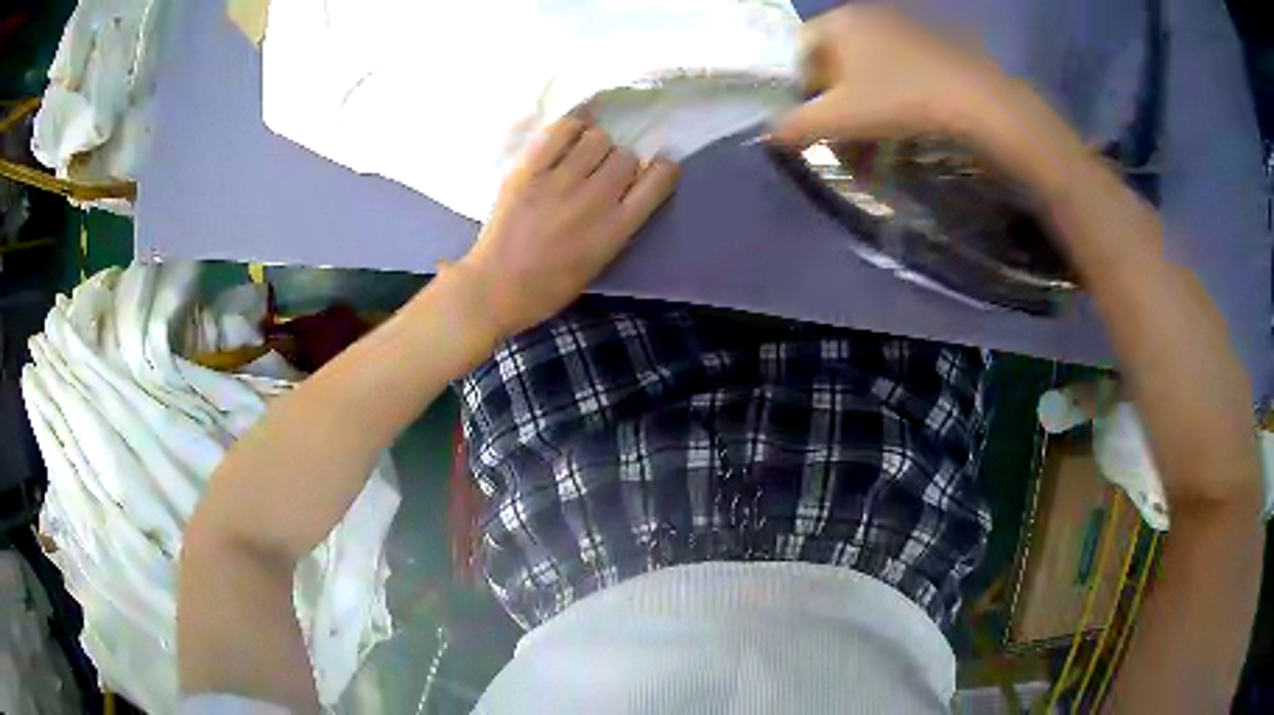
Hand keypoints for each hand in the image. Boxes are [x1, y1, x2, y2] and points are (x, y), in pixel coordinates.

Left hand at [457, 118, 679, 337]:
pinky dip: (570, 129)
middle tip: (602, 174)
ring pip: (598, 138)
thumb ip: (619, 222)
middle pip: (627, 155)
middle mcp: (595, 199)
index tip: (653, 170)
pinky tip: (566, 139)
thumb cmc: (549, 286)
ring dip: (595, 145)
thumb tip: (628, 188)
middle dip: (620, 162)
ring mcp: (560, 181)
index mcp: (617, 228)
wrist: (495, 287)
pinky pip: (561, 130)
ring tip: (581, 157)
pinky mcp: (529, 170)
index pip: (659, 179)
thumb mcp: (600, 261)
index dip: (661, 169)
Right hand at [771, 6, 1005, 146]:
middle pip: (834, 57)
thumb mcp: (841, 118)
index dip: (799, 86)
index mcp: (839, 20)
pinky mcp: (931, 42)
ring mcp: (903, 25)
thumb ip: (797, 125)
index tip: (813, 118)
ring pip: (867, 64)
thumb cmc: (900, 100)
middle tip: (845, 128)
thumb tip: (768, 134)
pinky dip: (892, 90)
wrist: (978, 102)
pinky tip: (905, 114)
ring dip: (864, 97)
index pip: (799, 49)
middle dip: (834, 95)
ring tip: (876, 129)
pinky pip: (897, 65)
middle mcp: (867, 13)